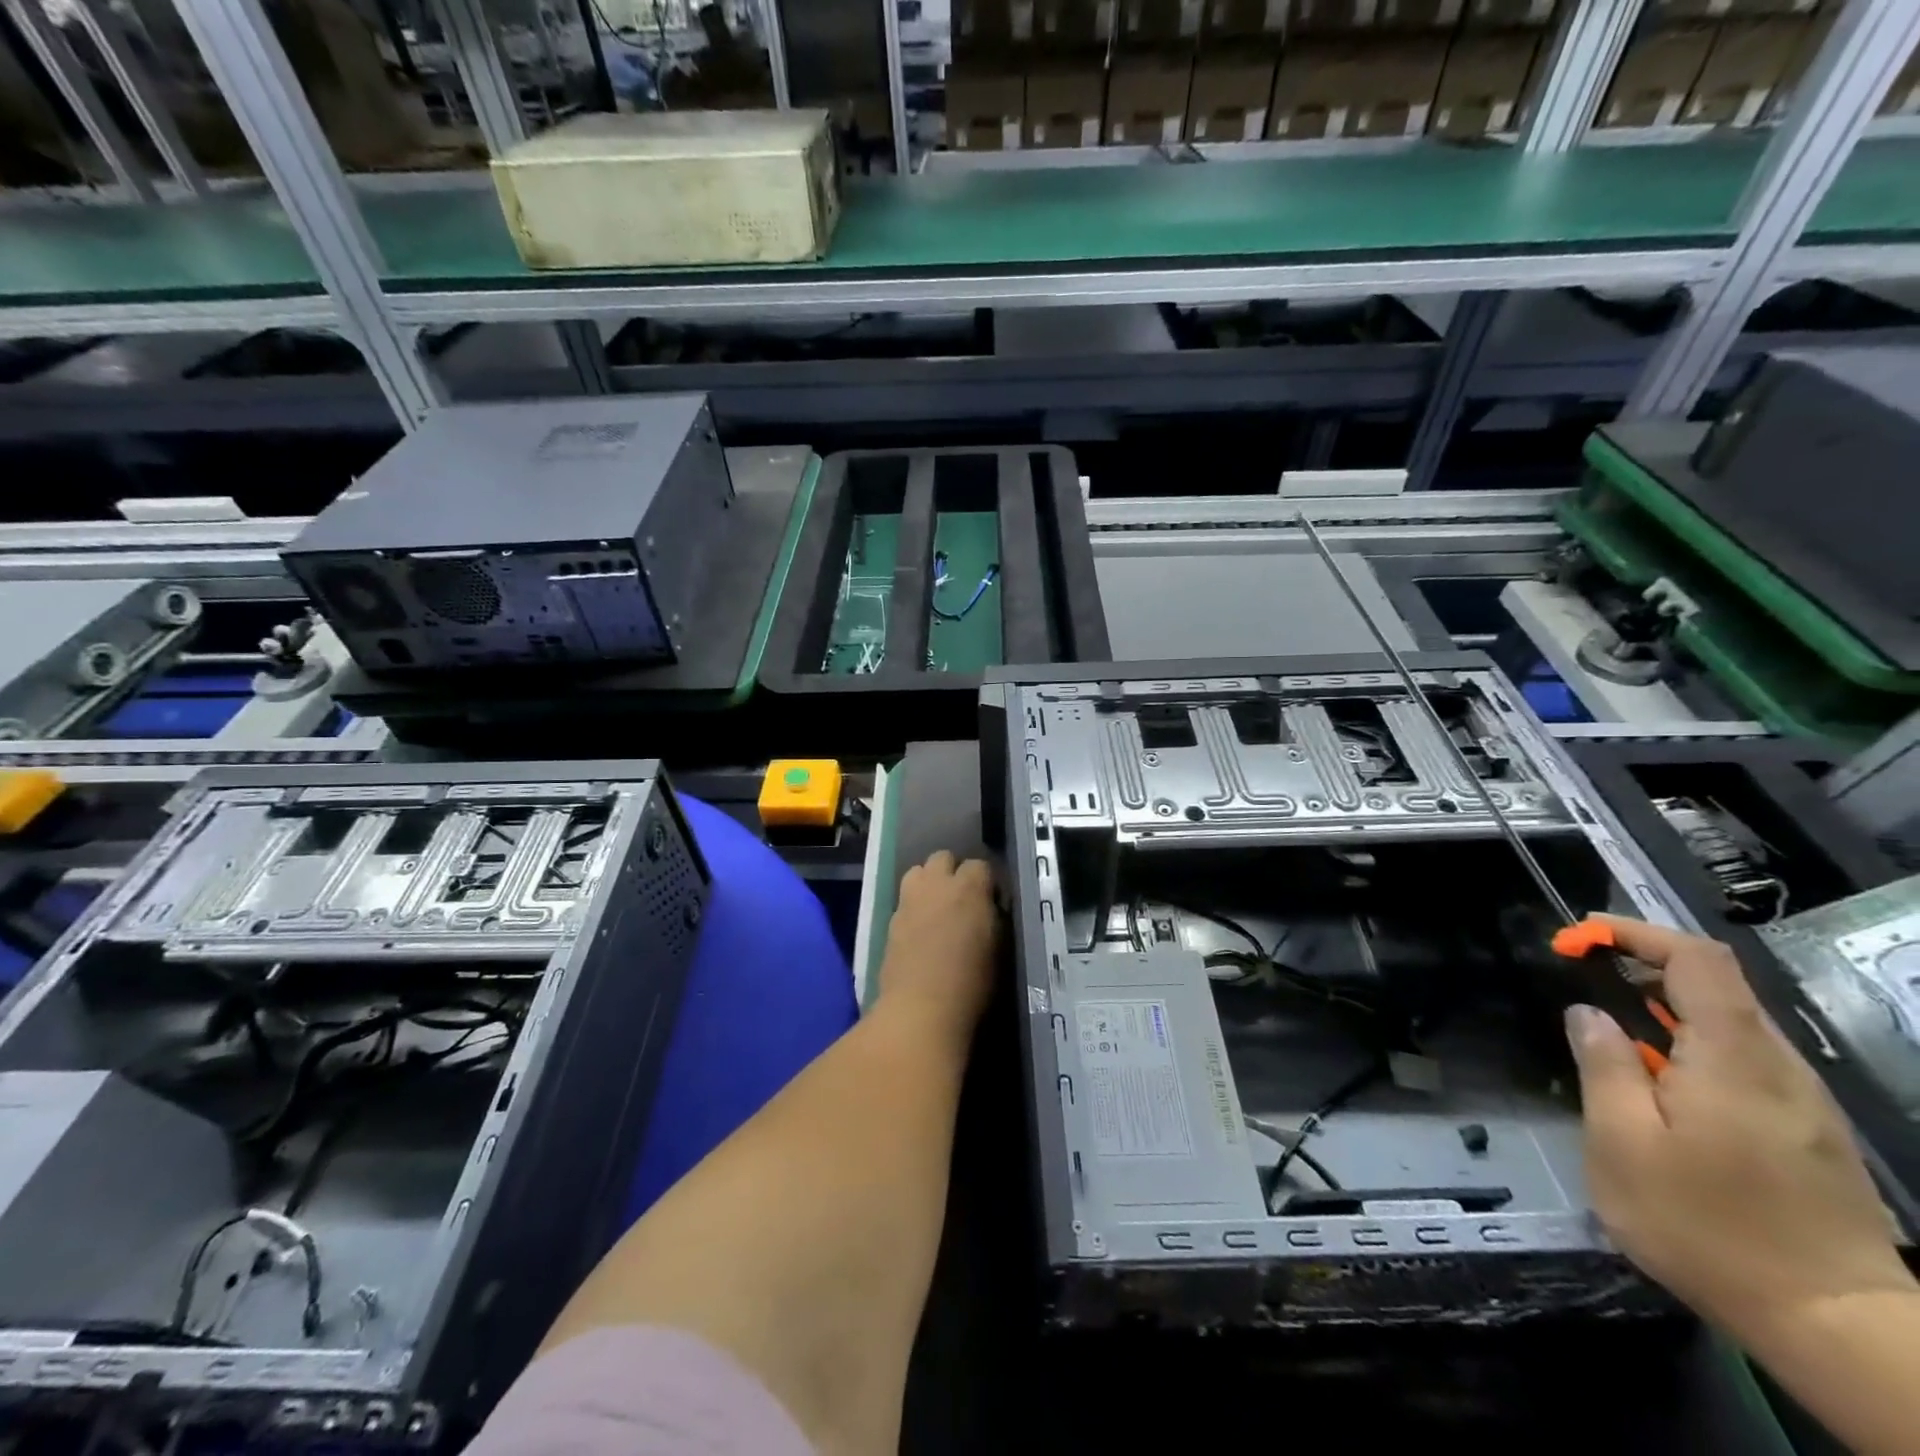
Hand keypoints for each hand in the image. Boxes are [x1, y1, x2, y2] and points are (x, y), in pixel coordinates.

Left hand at [877, 851, 999, 1033]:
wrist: (921, 1009)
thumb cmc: (971, 983)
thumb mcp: (999, 949)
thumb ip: (994, 919)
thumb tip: (990, 909)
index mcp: (969, 887)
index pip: (980, 865)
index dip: (986, 882)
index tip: (991, 902)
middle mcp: (937, 884)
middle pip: (943, 857)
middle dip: (953, 871)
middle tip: (962, 899)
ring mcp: (909, 900)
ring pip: (917, 871)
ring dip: (929, 882)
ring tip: (937, 907)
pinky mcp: (890, 920)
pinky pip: (904, 899)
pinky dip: (913, 906)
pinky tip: (920, 930)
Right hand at [1565, 917, 1911, 1343]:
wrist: (1839, 1327)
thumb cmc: (1709, 1227)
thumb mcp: (1624, 1144)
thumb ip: (1604, 1066)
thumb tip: (1589, 1014)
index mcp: (1733, 1057)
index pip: (1697, 958)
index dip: (1637, 934)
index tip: (1580, 940)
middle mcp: (1778, 1066)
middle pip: (1716, 986)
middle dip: (1643, 969)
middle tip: (1583, 982)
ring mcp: (1802, 1101)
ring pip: (1730, 1024)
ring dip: (1664, 1011)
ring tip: (1611, 1035)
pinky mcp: (1808, 1132)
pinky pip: (1743, 1061)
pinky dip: (1691, 1047)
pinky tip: (1659, 1085)